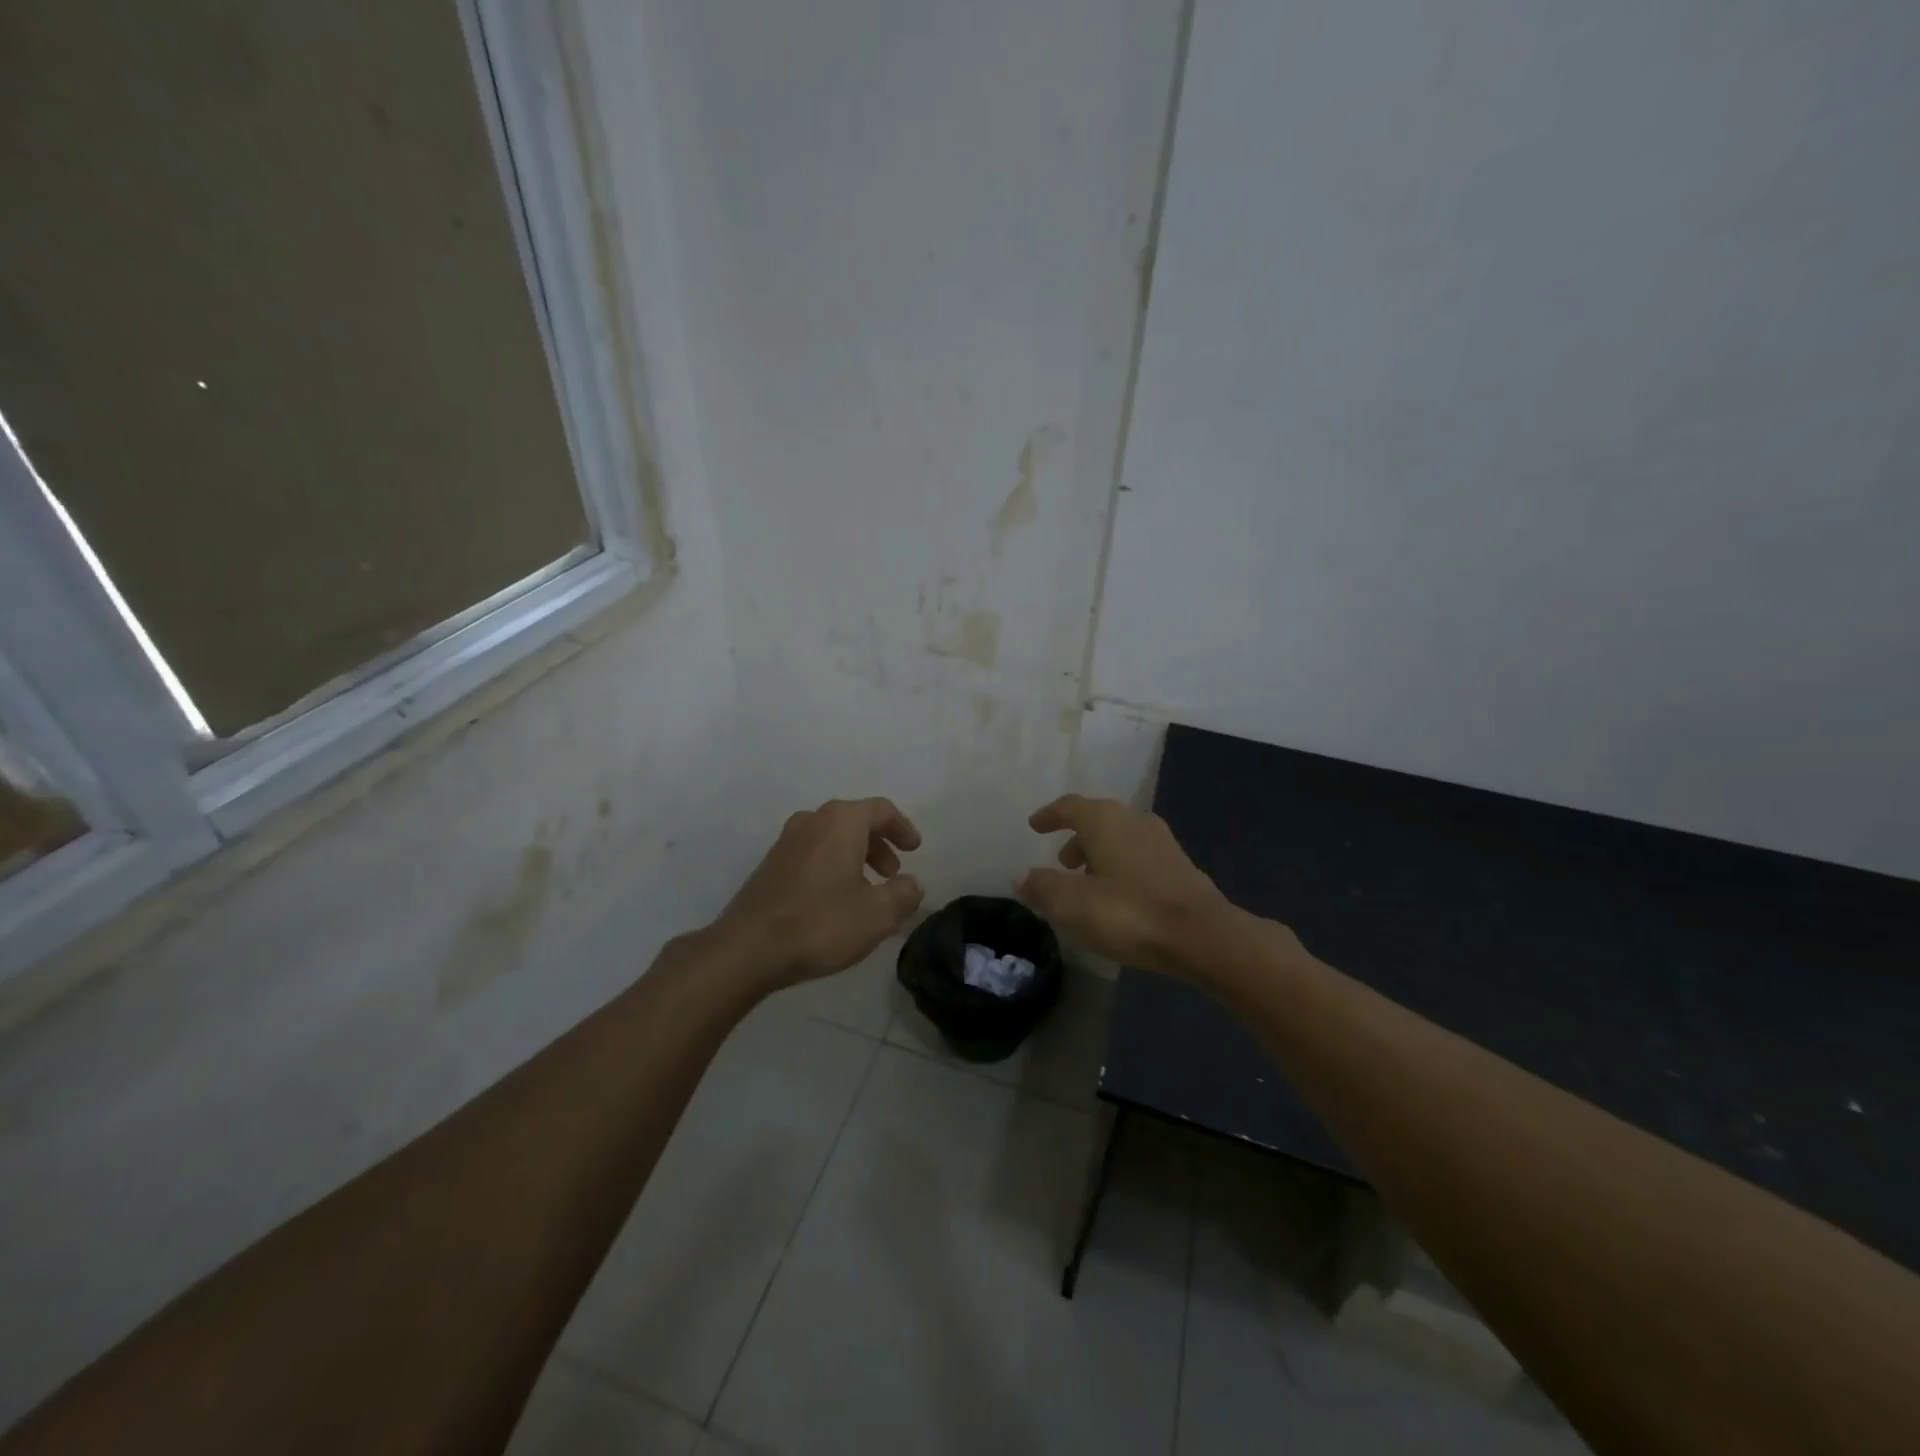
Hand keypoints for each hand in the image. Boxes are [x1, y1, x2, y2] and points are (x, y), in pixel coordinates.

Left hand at [716, 798, 924, 988]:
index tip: (915, 850)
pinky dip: (832, 869)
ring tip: (867, 893)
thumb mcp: (877, 914)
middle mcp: (811, 822)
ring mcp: (785, 843)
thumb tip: (913, 884)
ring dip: (855, 859)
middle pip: (855, 822)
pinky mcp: (770, 866)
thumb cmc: (820, 923)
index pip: (881, 810)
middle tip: (892, 874)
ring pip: (831, 839)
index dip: (903, 828)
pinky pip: (812, 856)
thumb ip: (903, 894)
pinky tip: (836, 903)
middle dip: (879, 845)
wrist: (747, 949)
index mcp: (840, 822)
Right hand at [1015, 794, 1235, 975]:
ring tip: (1086, 883)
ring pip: (1120, 838)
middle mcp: (1133, 820)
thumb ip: (1042, 887)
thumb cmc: (1128, 913)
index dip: (1050, 815)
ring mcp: (1161, 842)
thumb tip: (1021, 878)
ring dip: (1099, 854)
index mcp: (1104, 820)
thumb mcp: (1072, 905)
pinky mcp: (1179, 866)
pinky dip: (1120, 867)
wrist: (1202, 935)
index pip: (1070, 806)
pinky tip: (1118, 895)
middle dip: (1076, 837)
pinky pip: (1139, 857)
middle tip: (1061, 861)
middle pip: (1097, 820)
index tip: (1035, 825)